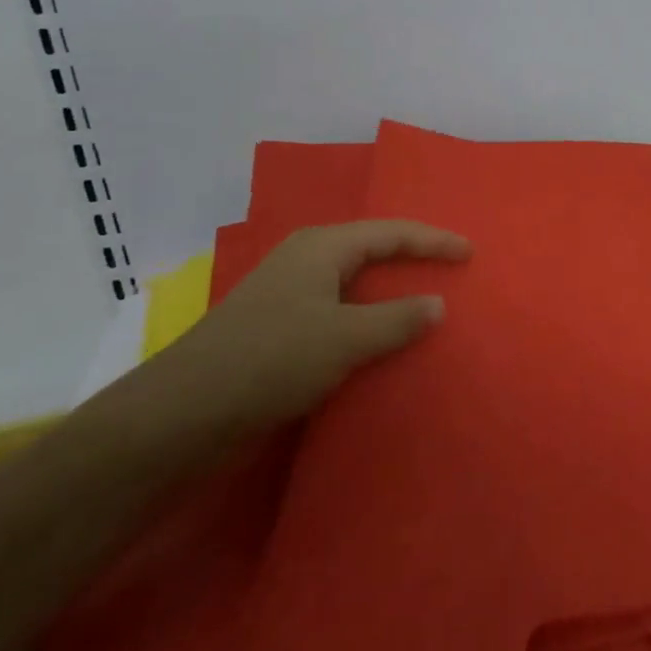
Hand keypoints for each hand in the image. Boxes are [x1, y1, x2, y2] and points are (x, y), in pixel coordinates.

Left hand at [152, 220, 470, 436]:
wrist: (180, 417)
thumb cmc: (270, 360)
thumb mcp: (343, 337)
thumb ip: (397, 319)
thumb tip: (438, 304)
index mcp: (323, 247)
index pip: (392, 232)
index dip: (433, 241)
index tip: (470, 253)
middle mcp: (306, 262)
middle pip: (372, 253)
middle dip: (412, 262)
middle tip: (450, 274)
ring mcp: (289, 298)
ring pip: (354, 287)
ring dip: (389, 297)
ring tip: (426, 309)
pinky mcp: (279, 333)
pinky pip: (338, 316)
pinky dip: (367, 324)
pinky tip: (382, 345)